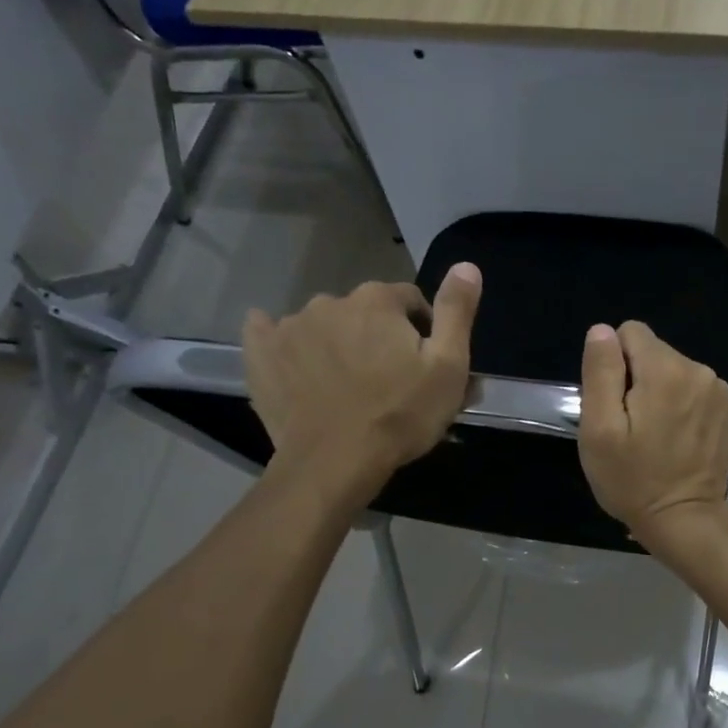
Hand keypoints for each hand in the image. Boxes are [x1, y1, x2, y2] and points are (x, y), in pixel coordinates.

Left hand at [243, 264, 480, 498]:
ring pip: (325, 325)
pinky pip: (269, 333)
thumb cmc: (401, 415)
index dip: (422, 330)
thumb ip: (456, 311)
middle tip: (388, 380)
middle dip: (378, 337)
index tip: (424, 365)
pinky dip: (285, 343)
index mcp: (378, 300)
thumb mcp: (448, 366)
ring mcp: (290, 326)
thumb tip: (466, 265)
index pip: (409, 300)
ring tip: (347, 386)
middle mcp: (331, 301)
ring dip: (338, 344)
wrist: (335, 462)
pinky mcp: (261, 353)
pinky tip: (295, 364)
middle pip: (365, 312)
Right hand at [578, 320, 727, 548]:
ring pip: (675, 371)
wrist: (684, 519)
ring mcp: (719, 391)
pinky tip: (679, 439)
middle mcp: (699, 370)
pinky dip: (684, 406)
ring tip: (656, 434)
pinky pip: (696, 390)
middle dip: (638, 379)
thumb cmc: (633, 479)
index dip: (614, 363)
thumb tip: (602, 331)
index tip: (615, 402)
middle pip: (654, 352)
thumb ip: (601, 372)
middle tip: (633, 425)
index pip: (630, 332)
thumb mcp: (599, 429)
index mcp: (665, 370)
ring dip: (662, 393)